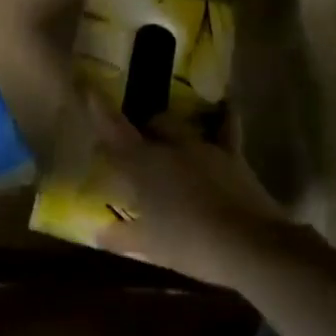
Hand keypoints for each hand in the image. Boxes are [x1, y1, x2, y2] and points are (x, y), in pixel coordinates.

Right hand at [83, 94, 288, 285]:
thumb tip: (98, 232)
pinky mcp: (234, 156)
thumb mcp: (148, 246)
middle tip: (138, 149)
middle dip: (143, 130)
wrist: (249, 245)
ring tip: (170, 143)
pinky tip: (228, 105)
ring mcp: (205, 147)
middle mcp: (171, 146)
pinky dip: (225, 117)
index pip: (113, 130)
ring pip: (182, 126)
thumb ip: (120, 236)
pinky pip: (227, 127)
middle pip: (152, 124)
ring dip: (172, 131)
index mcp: (143, 164)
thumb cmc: (189, 243)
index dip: (98, 110)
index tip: (87, 89)